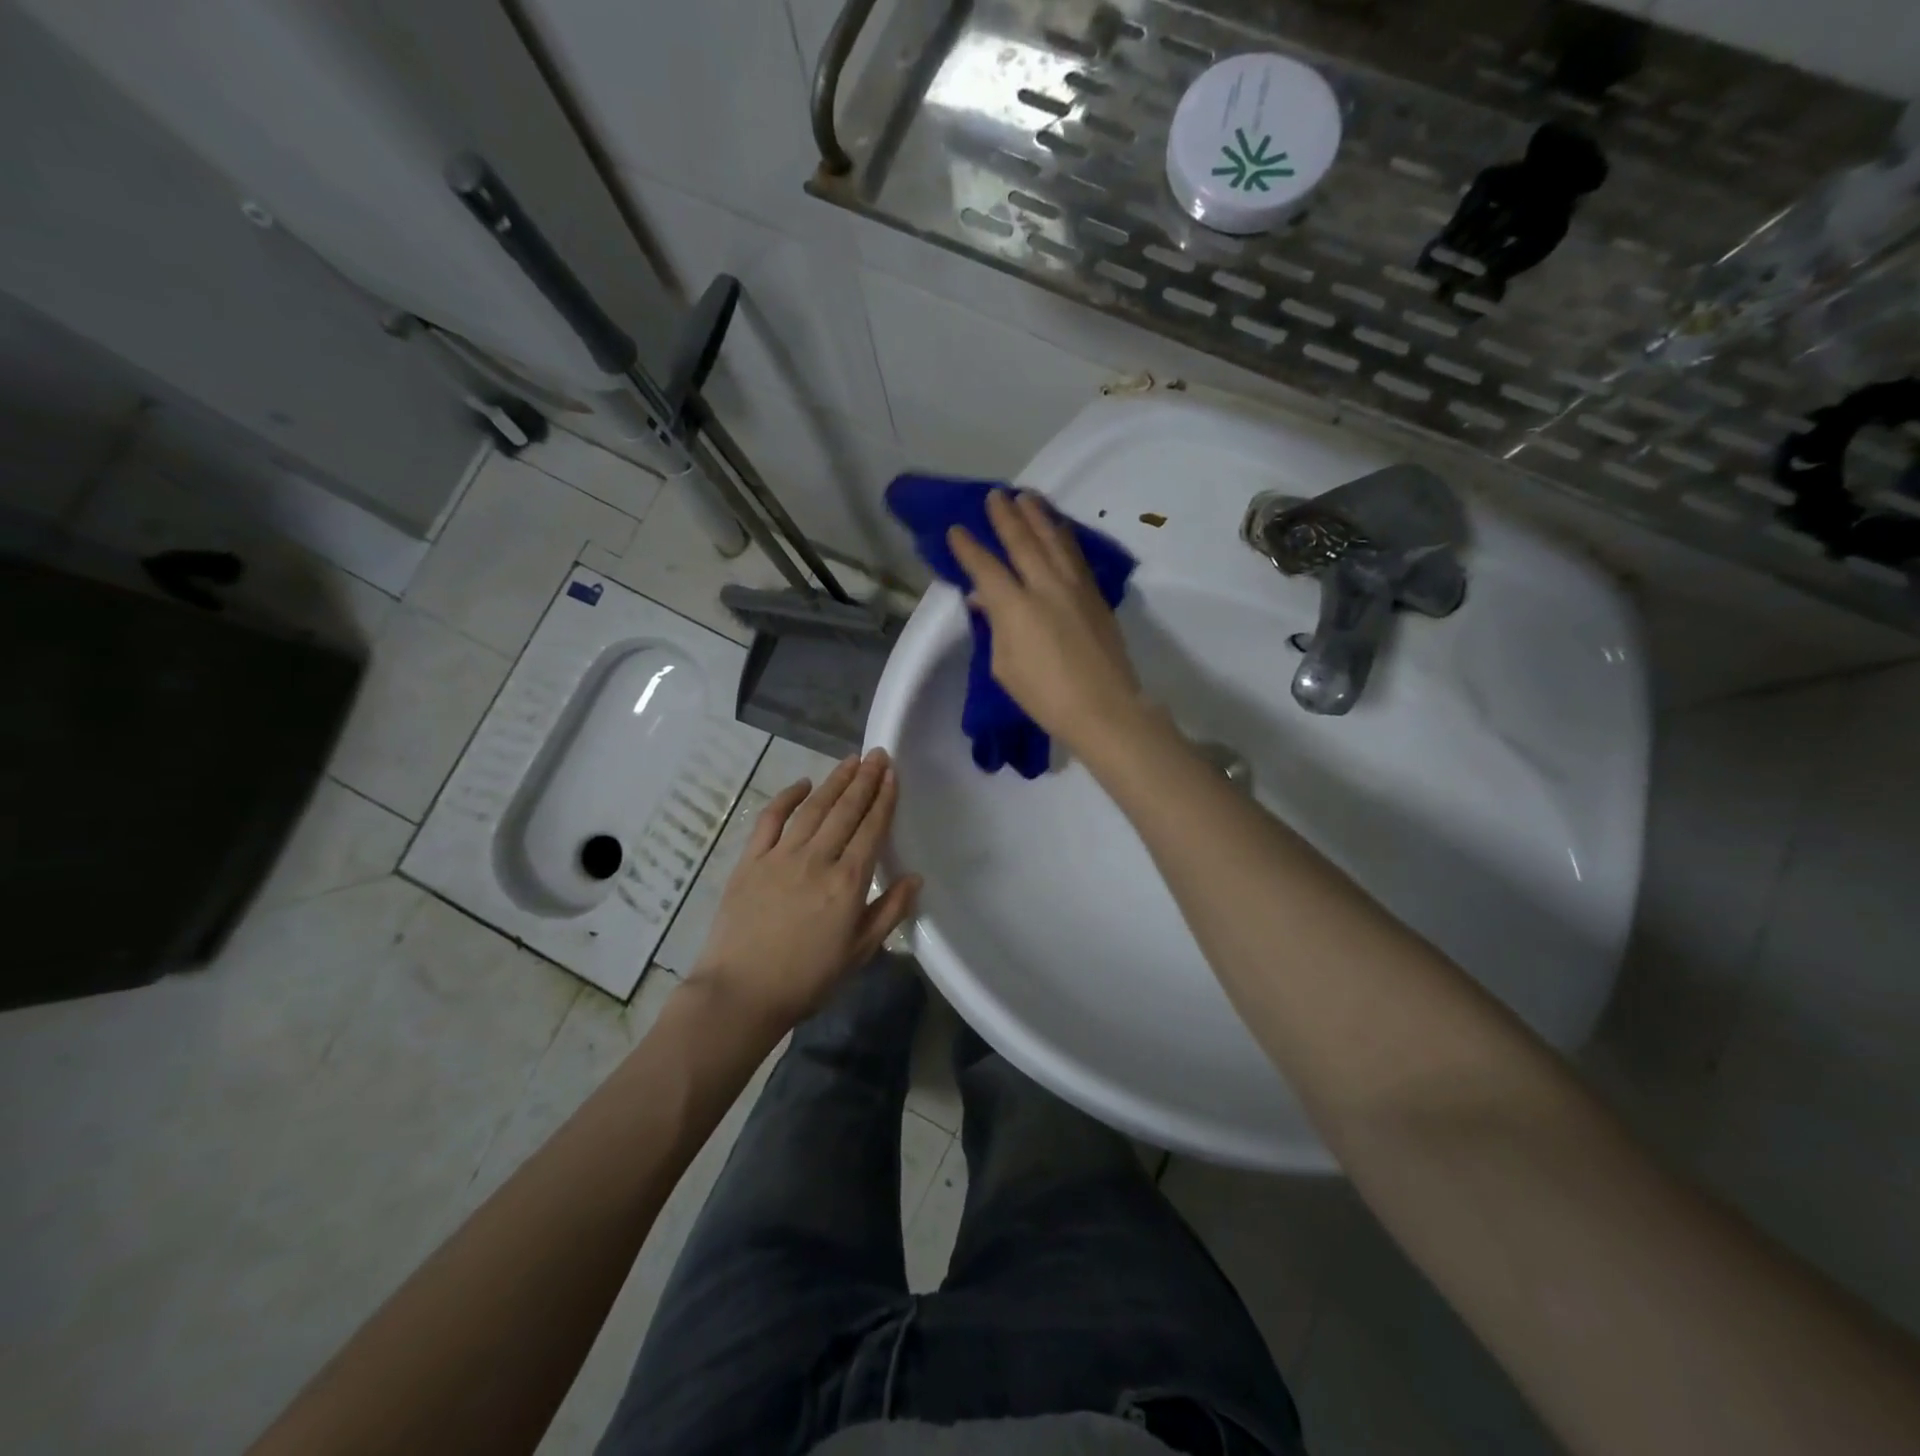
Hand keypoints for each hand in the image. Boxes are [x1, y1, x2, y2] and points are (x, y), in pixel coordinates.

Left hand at [688, 749, 919, 1029]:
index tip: (892, 774)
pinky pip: (770, 819)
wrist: (741, 993)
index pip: (871, 829)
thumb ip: (889, 911)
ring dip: (834, 781)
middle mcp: (817, 859)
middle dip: (864, 780)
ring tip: (850, 761)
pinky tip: (802, 784)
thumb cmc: (807, 979)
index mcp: (848, 882)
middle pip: (845, 811)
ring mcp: (781, 856)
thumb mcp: (859, 952)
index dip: (884, 799)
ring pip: (813, 808)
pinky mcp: (750, 860)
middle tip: (877, 755)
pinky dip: (786, 797)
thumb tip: (914, 878)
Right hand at [947, 489, 1146, 756]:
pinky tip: (1058, 529)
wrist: (1103, 707)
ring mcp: (1075, 587)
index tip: (956, 529)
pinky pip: (1075, 555)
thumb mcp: (1004, 666)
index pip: (986, 568)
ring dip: (1038, 516)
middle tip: (995, 495)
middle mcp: (1045, 586)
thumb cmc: (1044, 696)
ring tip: (1027, 497)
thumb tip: (986, 600)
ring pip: (1054, 540)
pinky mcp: (1095, 595)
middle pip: (1023, 541)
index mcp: (1015, 607)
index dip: (968, 547)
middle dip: (1006, 517)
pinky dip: (1063, 537)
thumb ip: (995, 627)